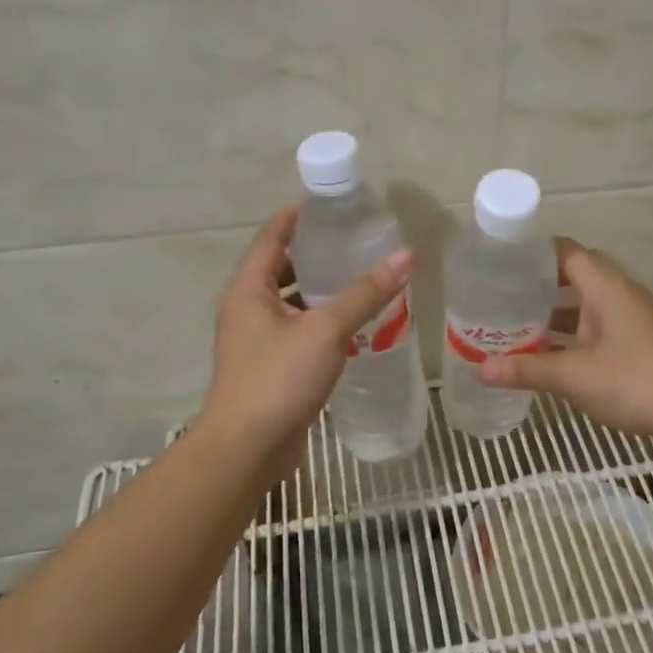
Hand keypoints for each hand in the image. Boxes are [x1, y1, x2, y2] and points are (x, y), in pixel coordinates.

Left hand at [195, 206, 411, 466]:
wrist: (247, 449)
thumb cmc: (278, 380)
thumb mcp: (325, 330)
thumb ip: (365, 294)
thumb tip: (405, 257)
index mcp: (248, 289)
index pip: (272, 236)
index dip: (299, 216)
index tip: (332, 203)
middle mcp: (247, 309)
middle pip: (281, 268)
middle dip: (316, 254)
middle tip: (356, 241)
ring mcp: (257, 341)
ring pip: (291, 304)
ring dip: (321, 291)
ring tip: (362, 279)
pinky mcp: (271, 368)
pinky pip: (299, 333)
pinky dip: (322, 323)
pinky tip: (354, 326)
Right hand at [478, 238, 652, 441]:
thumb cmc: (633, 381)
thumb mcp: (573, 376)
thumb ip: (526, 369)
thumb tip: (481, 370)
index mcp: (606, 287)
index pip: (567, 252)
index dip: (535, 252)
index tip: (502, 260)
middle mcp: (621, 295)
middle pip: (576, 275)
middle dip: (540, 284)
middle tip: (503, 294)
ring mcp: (632, 319)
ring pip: (586, 305)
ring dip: (555, 312)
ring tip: (516, 323)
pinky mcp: (638, 343)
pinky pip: (597, 326)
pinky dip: (572, 334)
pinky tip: (550, 353)